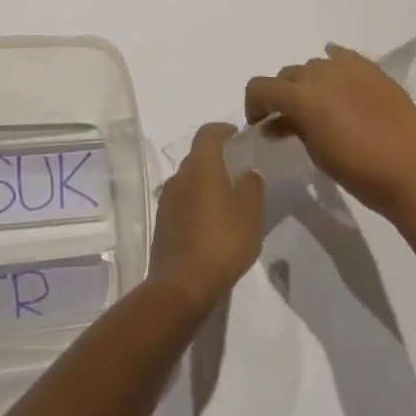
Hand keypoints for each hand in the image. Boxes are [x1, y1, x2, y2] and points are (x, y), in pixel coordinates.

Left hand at [147, 123, 265, 312]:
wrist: (181, 286)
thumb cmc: (221, 242)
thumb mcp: (250, 214)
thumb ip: (252, 187)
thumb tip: (248, 172)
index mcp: (201, 166)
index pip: (208, 133)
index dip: (223, 130)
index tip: (239, 138)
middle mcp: (180, 176)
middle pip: (198, 156)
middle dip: (217, 158)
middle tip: (240, 172)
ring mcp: (167, 199)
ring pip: (189, 180)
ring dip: (206, 183)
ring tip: (229, 201)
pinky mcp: (163, 222)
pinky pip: (182, 202)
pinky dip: (197, 203)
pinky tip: (212, 224)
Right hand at [244, 44, 415, 220]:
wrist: (415, 176)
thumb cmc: (360, 173)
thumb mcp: (316, 154)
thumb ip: (293, 129)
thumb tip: (278, 122)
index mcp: (301, 96)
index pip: (260, 87)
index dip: (253, 104)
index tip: (260, 124)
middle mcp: (320, 73)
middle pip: (287, 75)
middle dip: (282, 95)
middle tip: (289, 120)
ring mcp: (349, 67)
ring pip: (314, 66)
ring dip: (308, 83)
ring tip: (321, 106)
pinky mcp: (373, 70)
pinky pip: (343, 57)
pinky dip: (334, 65)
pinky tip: (338, 80)